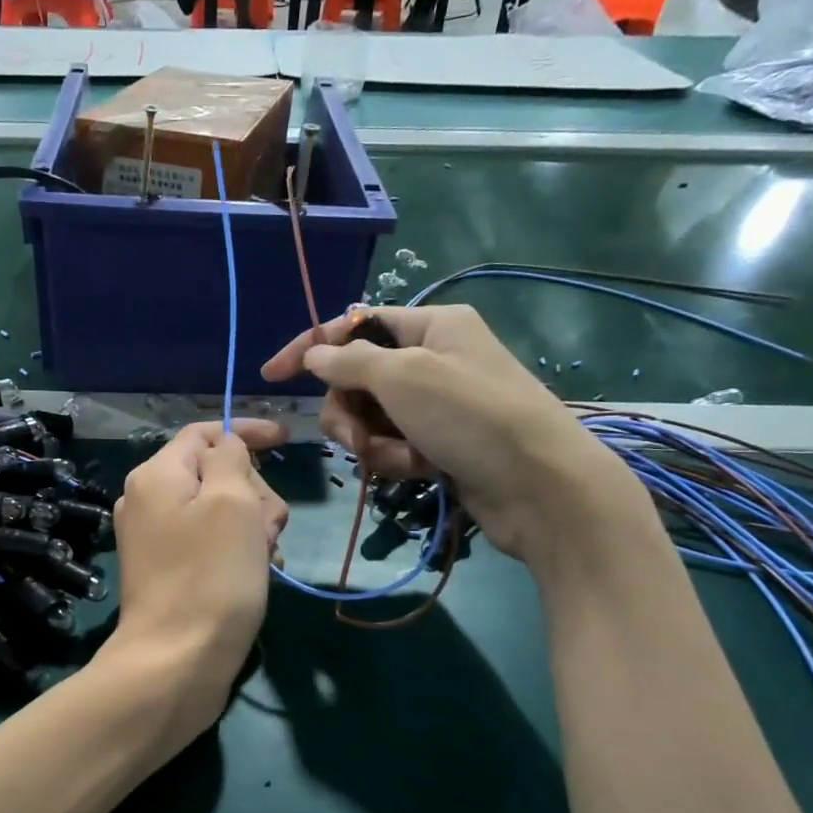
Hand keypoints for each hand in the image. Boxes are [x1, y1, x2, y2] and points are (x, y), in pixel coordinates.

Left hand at [98, 419, 288, 735]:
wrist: (176, 664)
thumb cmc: (211, 577)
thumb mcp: (232, 502)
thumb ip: (232, 459)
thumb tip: (226, 447)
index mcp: (156, 475)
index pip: (205, 433)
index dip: (248, 432)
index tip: (288, 440)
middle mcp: (148, 501)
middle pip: (216, 473)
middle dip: (253, 492)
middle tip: (271, 527)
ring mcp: (156, 540)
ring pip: (220, 512)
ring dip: (253, 527)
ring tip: (266, 557)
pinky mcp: (169, 573)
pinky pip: (212, 544)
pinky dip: (239, 552)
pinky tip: (259, 574)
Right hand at [261, 305, 647, 571]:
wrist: (541, 486)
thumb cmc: (473, 416)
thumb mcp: (405, 377)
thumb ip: (350, 362)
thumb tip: (314, 354)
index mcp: (430, 325)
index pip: (354, 326)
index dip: (311, 348)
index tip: (271, 375)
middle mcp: (432, 359)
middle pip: (357, 379)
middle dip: (349, 413)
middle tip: (356, 439)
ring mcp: (436, 404)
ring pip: (371, 418)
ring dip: (373, 442)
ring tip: (400, 460)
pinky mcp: (440, 443)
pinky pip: (393, 445)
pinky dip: (397, 460)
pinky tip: (418, 472)